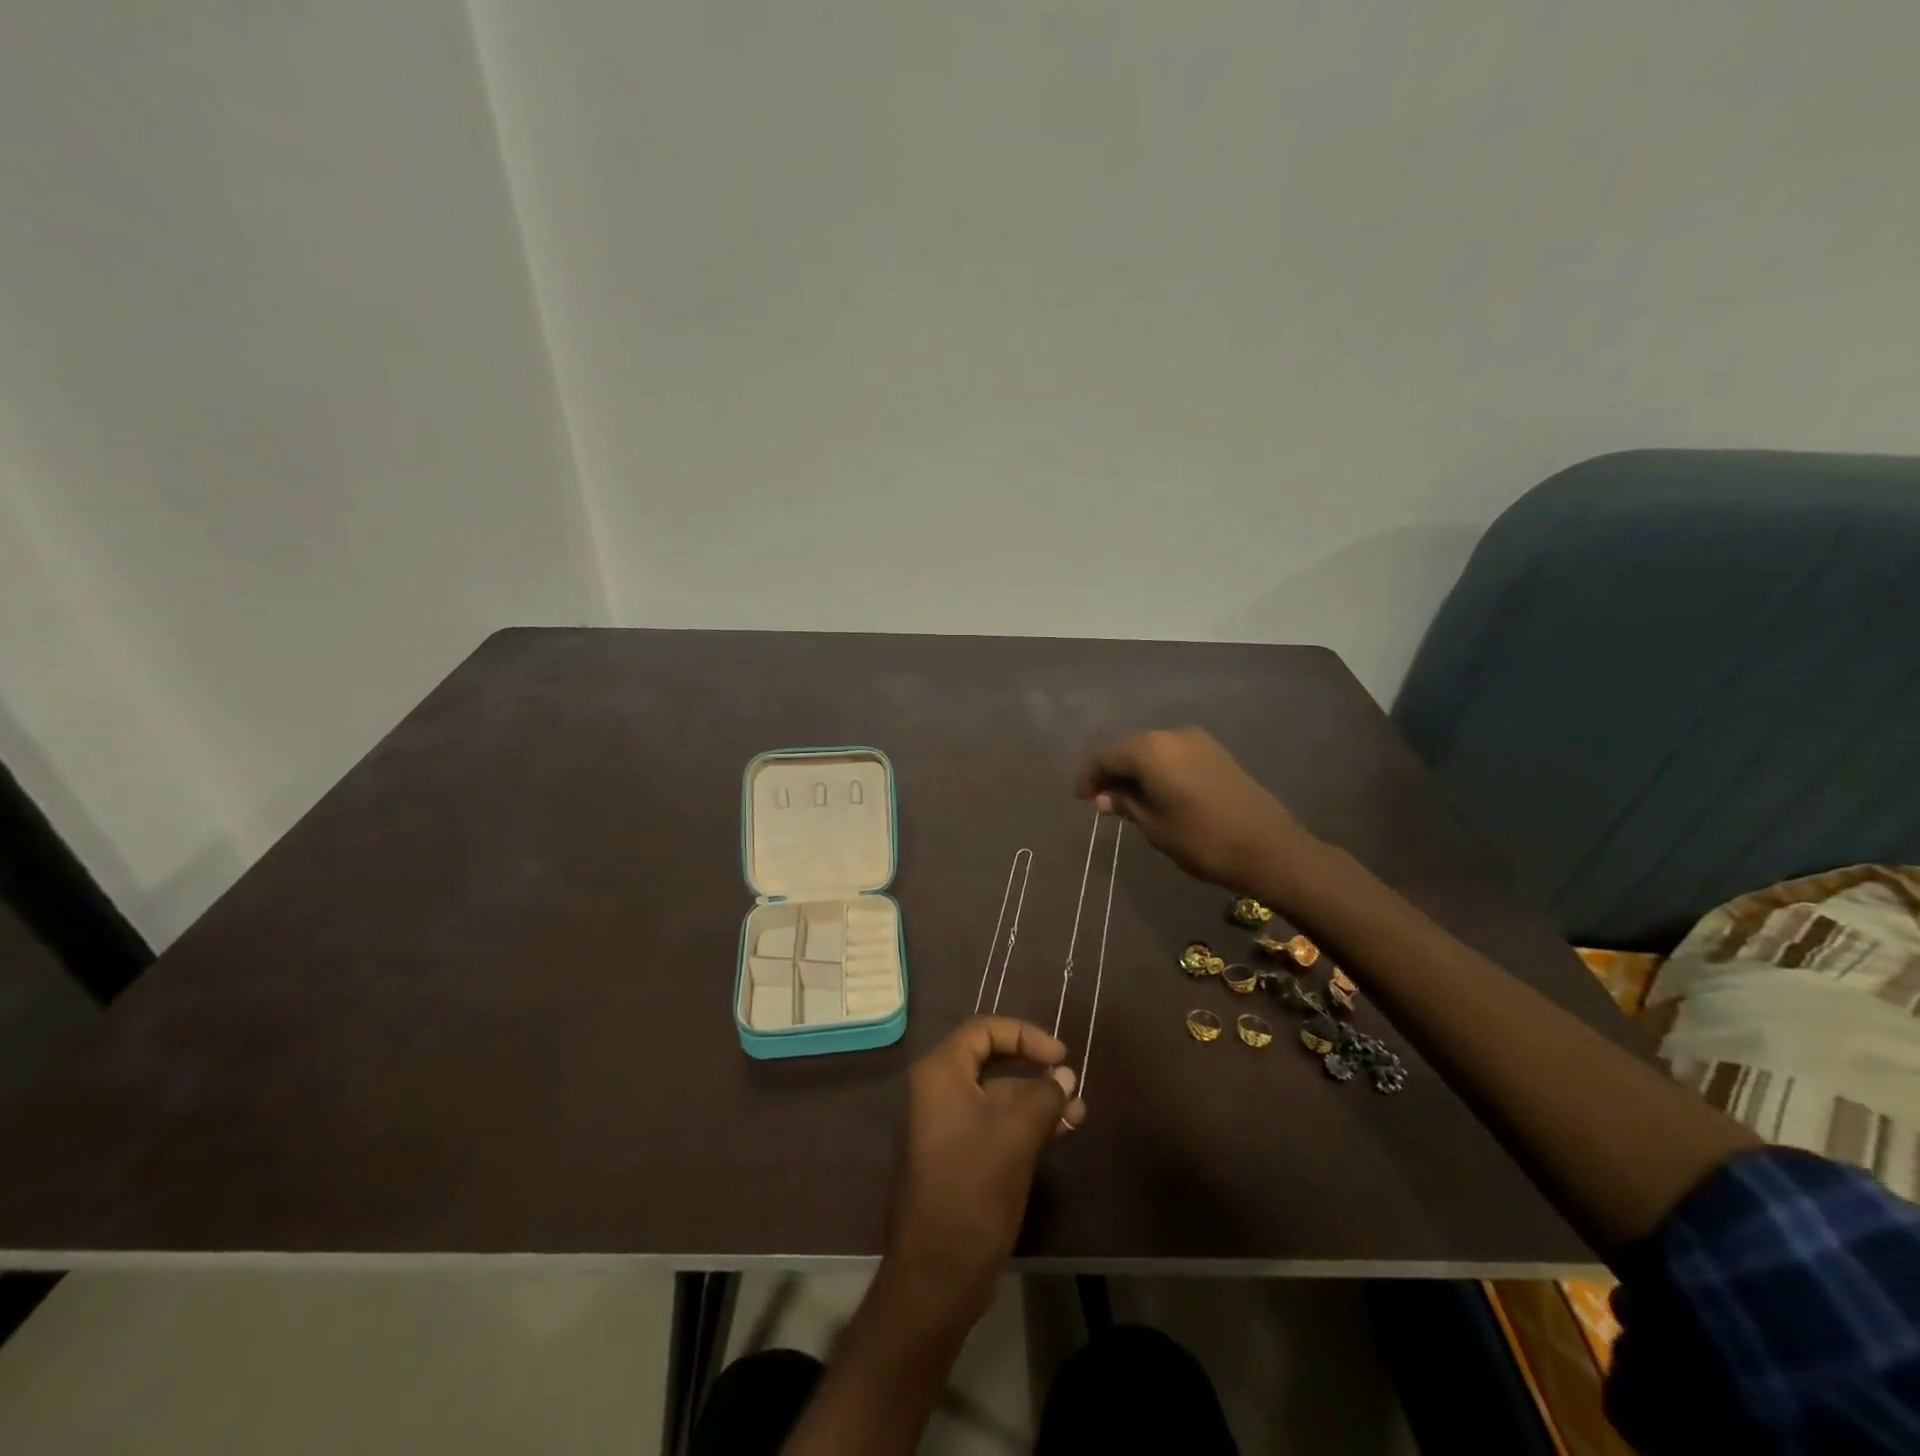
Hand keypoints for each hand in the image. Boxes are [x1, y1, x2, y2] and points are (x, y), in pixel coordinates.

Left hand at [880, 1018, 1085, 1333]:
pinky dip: (1025, 1125)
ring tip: (1078, 1117)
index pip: (984, 1031)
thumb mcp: (1016, 1135)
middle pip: (991, 1062)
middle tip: (1073, 1089)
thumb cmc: (973, 1189)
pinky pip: (994, 1125)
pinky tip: (1059, 1135)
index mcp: (940, 1073)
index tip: (1060, 1056)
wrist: (937, 1273)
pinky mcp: (957, 1157)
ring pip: (997, 1098)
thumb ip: (1044, 1096)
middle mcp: (938, 1091)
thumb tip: (1064, 1074)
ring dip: (1037, 1103)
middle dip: (1036, 1073)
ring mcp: (946, 1126)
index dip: (1025, 1035)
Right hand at [1075, 727, 1318, 894]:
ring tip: (1127, 799)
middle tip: (1100, 800)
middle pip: (1128, 748)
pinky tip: (1156, 792)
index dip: (1088, 775)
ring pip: (1152, 750)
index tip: (1080, 798)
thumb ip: (1126, 805)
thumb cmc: (1202, 840)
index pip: (1105, 755)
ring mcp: (1197, 741)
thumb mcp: (1154, 826)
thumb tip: (1103, 797)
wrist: (1270, 848)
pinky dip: (1158, 769)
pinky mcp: (1216, 753)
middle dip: (1111, 771)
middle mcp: (1171, 735)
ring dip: (1135, 770)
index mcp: (1150, 750)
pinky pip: (1173, 754)